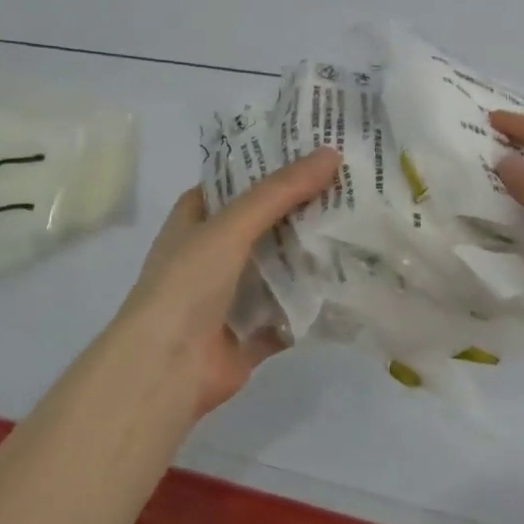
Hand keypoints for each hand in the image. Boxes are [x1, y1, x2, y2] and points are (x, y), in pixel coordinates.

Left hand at [111, 149, 341, 416]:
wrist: (165, 371)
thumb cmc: (187, 284)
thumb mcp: (232, 225)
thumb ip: (281, 191)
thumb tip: (331, 153)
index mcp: (196, 220)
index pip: (237, 181)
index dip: (271, 164)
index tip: (316, 152)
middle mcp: (211, 253)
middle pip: (264, 223)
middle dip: (302, 208)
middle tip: (350, 186)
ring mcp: (229, 296)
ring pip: (279, 267)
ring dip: (310, 254)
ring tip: (359, 226)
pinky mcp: (249, 334)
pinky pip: (288, 312)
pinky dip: (312, 302)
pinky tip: (349, 282)